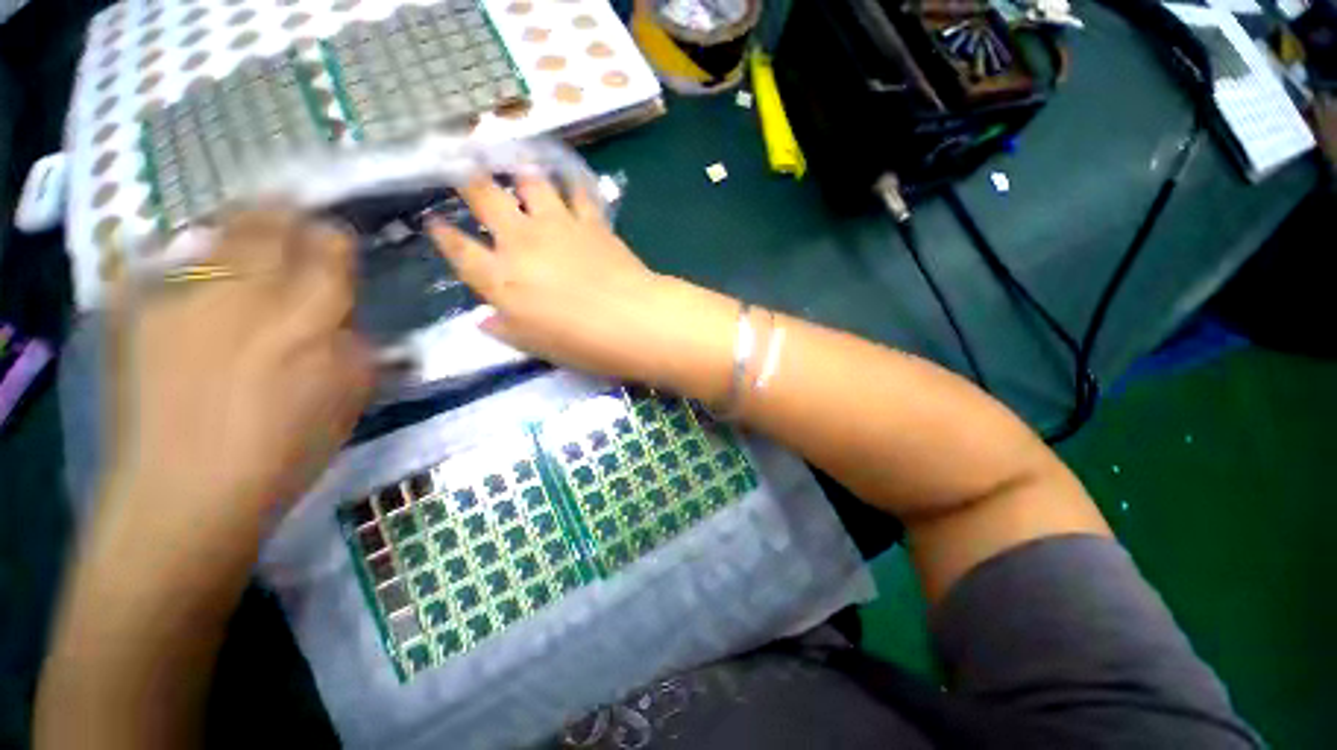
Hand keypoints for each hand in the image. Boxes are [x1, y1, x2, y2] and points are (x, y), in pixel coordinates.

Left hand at [104, 211, 373, 537]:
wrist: (185, 493)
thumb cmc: (285, 451)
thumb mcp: (349, 399)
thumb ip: (357, 348)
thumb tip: (347, 318)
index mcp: (308, 318)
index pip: (328, 248)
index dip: (333, 237)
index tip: (334, 239)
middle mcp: (246, 293)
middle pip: (269, 223)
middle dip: (284, 214)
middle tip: (291, 212)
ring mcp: (184, 297)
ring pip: (217, 231)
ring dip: (238, 224)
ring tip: (248, 224)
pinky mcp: (138, 313)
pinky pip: (165, 262)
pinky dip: (184, 255)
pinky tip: (193, 264)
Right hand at [427, 175, 681, 383]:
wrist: (629, 321)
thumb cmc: (578, 342)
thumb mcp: (534, 345)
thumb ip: (505, 329)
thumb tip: (485, 320)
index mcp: (500, 277)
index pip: (459, 249)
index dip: (443, 234)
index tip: (433, 221)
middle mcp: (521, 241)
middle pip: (484, 197)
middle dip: (468, 179)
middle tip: (459, 162)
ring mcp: (557, 225)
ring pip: (529, 182)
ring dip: (519, 170)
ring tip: (514, 160)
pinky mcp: (591, 221)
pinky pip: (578, 192)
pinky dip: (572, 182)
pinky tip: (569, 175)